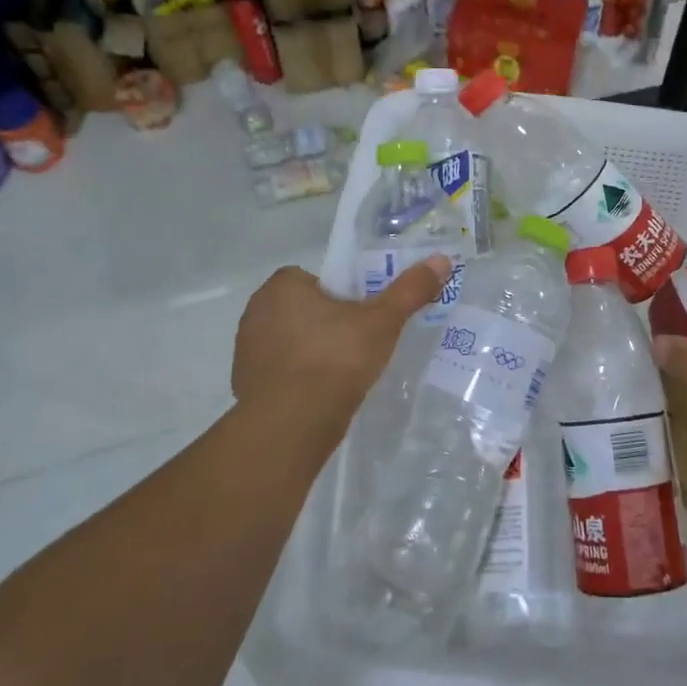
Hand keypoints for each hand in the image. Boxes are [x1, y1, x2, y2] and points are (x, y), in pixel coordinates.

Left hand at [231, 258, 452, 449]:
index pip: (315, 279)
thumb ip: (410, 289)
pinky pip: (280, 372)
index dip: (341, 295)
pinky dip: (299, 379)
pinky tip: (322, 396)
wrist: (291, 425)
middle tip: (358, 343)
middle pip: (303, 308)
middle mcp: (257, 311)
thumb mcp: (382, 321)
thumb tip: (441, 260)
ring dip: (312, 351)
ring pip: (291, 341)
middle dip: (327, 323)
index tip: (362, 315)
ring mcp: (247, 350)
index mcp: (282, 286)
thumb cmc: (335, 358)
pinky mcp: (246, 384)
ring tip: (344, 372)